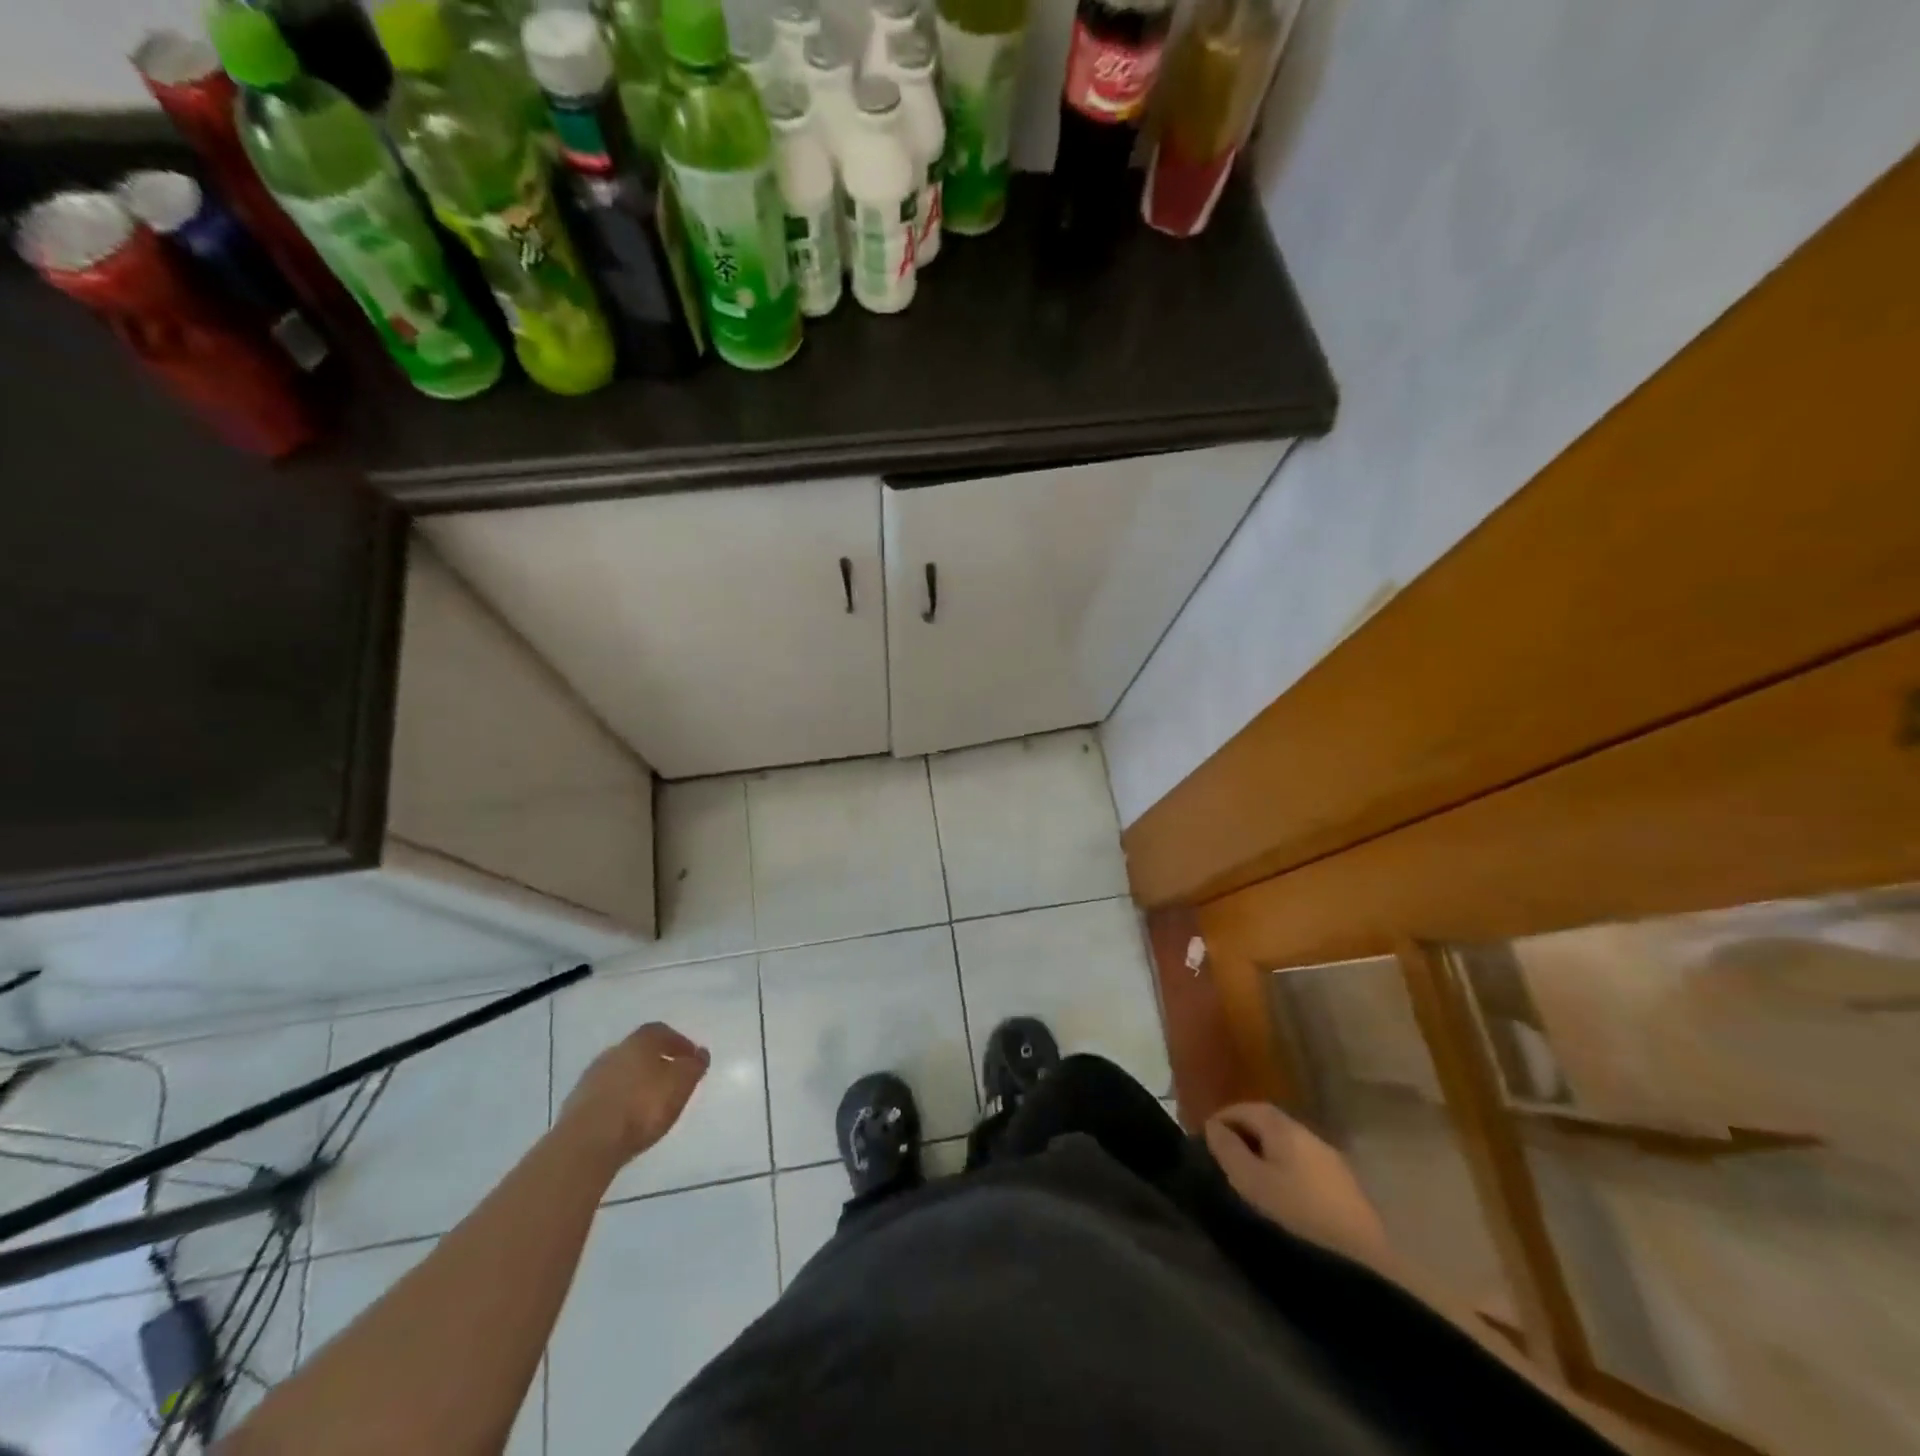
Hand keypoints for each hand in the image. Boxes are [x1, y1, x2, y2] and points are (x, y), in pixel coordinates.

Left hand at [561, 1022, 709, 1167]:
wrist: (587, 1143)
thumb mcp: (681, 1084)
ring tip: (649, 1103)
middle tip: (671, 1080)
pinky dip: (619, 1101)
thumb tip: (700, 1053)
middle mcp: (614, 1052)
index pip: (662, 1032)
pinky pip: (606, 1095)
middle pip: (639, 1051)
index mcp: (639, 1041)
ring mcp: (591, 1078)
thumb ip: (694, 1066)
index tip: (691, 1059)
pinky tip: (627, 1118)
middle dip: (656, 1062)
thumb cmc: (642, 1106)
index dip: (679, 1043)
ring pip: (621, 1073)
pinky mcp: (576, 1105)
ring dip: (636, 1083)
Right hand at [1204, 1102, 1392, 1267]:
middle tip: (1223, 1158)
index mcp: (1287, 1130)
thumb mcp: (1249, 1183)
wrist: (1363, 1267)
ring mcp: (1334, 1165)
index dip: (1225, 1117)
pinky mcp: (1348, 1193)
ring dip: (1267, 1156)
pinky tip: (1281, 1198)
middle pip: (1272, 1125)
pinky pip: (1306, 1169)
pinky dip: (1286, 1173)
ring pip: (1290, 1148)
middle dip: (1245, 1135)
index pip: (1249, 1108)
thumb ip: (1228, 1150)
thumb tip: (1214, 1126)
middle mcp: (1312, 1138)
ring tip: (1249, 1180)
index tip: (1206, 1137)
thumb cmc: (1295, 1217)